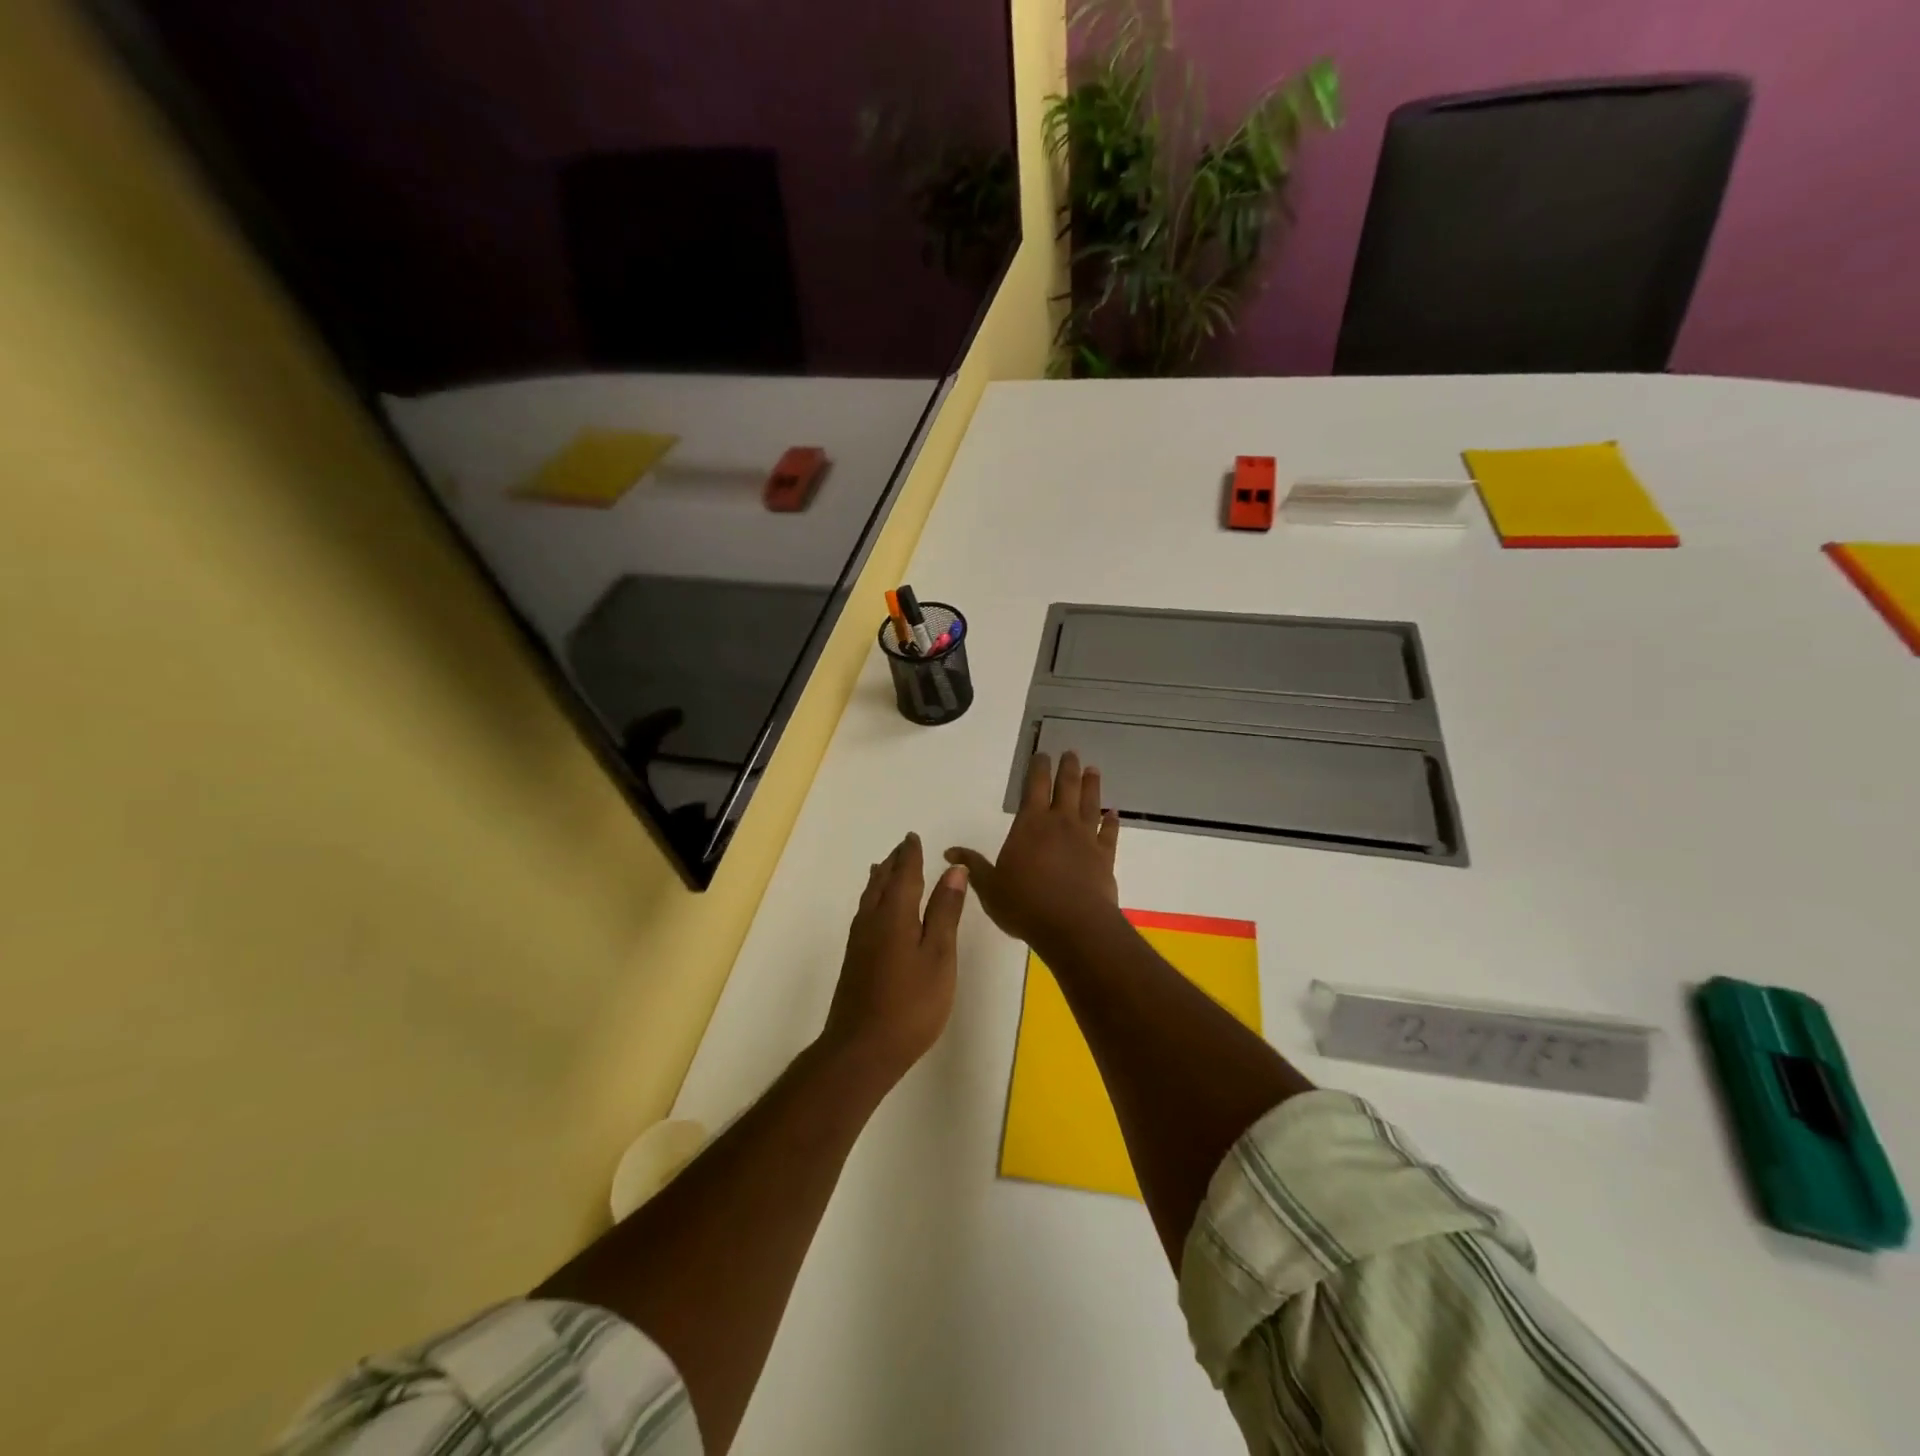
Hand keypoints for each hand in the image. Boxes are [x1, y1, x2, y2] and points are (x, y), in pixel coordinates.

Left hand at [822, 833, 968, 1083]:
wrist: (862, 1049)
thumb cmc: (911, 1004)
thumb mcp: (938, 955)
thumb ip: (945, 912)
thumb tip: (954, 870)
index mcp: (894, 915)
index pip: (904, 875)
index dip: (910, 856)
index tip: (913, 837)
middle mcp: (872, 921)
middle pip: (881, 882)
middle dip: (893, 864)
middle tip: (902, 848)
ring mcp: (859, 942)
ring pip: (868, 898)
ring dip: (879, 879)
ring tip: (884, 869)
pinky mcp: (854, 961)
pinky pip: (864, 914)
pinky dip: (872, 899)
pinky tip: (874, 912)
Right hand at [946, 751, 1120, 950]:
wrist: (1073, 926)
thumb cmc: (1025, 904)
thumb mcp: (989, 887)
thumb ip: (973, 866)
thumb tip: (950, 852)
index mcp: (1030, 824)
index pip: (1034, 787)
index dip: (1038, 768)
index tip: (1042, 754)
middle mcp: (1060, 824)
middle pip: (1066, 788)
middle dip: (1067, 768)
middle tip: (1071, 753)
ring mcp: (1086, 839)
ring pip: (1090, 804)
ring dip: (1091, 786)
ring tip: (1092, 770)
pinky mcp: (1105, 858)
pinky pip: (1109, 833)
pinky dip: (1112, 822)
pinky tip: (1114, 814)